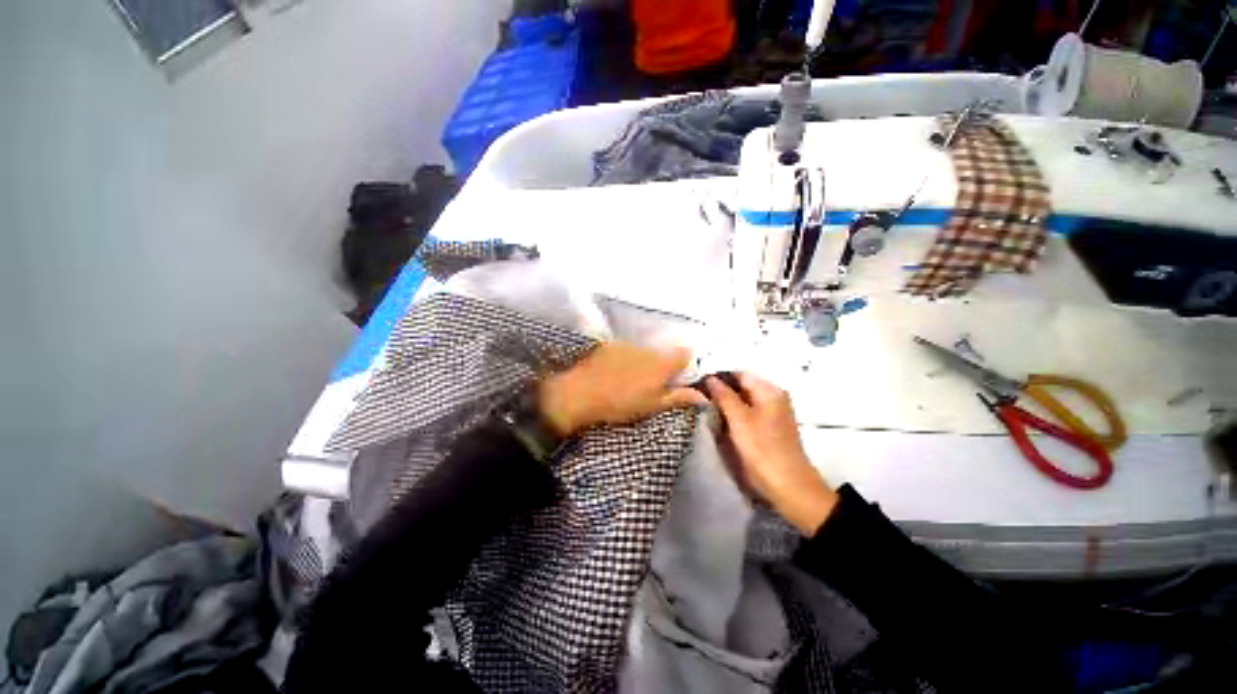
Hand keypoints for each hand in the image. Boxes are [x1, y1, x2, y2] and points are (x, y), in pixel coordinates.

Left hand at [538, 342, 706, 436]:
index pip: (685, 354)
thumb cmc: (621, 404)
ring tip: (630, 379)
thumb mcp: (653, 406)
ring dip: (644, 362)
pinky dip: (626, 358)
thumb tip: (704, 396)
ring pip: (645, 351)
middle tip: (653, 384)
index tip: (680, 376)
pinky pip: (626, 350)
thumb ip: (679, 398)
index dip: (686, 364)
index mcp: (662, 364)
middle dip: (663, 366)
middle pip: (664, 353)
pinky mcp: (610, 344)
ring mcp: (628, 344)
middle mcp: (648, 349)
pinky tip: (615, 371)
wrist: (581, 393)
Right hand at [705, 373, 837, 535]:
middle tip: (696, 396)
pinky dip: (732, 415)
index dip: (717, 377)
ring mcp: (771, 413)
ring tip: (703, 407)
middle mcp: (772, 397)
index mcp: (769, 390)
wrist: (788, 486)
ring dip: (725, 403)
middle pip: (741, 386)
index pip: (739, 374)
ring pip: (742, 401)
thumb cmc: (762, 449)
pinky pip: (746, 413)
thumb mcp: (739, 419)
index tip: (696, 383)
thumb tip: (709, 378)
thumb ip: (723, 395)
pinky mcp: (767, 428)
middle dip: (720, 391)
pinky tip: (718, 420)